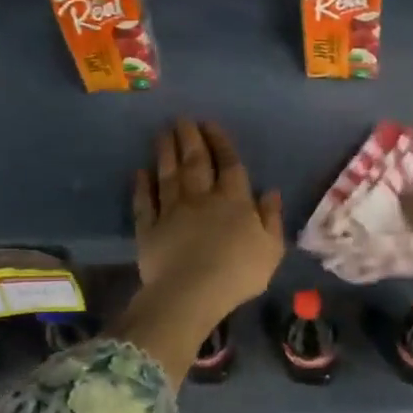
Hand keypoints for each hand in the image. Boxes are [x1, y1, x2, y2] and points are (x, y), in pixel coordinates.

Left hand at [115, 121, 283, 384]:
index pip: (228, 164)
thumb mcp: (271, 249)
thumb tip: (271, 192)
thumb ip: (271, 218)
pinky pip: (144, 202)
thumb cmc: (238, 273)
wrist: (192, 293)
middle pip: (195, 162)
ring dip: (166, 152)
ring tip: (163, 132)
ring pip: (168, 175)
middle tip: (182, 119)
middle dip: (190, 138)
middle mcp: (201, 198)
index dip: (220, 142)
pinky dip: (142, 186)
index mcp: (234, 201)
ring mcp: (172, 211)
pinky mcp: (148, 228)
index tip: (210, 123)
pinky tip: (140, 172)